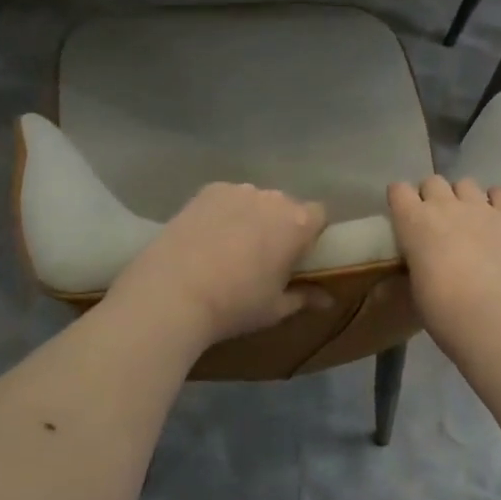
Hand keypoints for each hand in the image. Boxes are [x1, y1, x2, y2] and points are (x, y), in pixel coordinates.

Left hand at [106, 183, 328, 346]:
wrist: (172, 293)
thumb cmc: (235, 305)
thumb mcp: (275, 309)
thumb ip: (304, 297)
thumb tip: (328, 299)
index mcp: (298, 224)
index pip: (319, 216)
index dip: (311, 235)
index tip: (297, 257)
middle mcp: (273, 198)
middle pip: (287, 206)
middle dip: (280, 225)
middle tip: (263, 256)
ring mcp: (238, 190)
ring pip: (255, 200)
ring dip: (252, 216)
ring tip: (230, 247)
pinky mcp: (208, 191)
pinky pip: (227, 198)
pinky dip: (224, 212)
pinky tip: (207, 237)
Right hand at [387, 176, 500, 354]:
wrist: (492, 316)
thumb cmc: (442, 310)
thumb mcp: (415, 284)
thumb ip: (417, 260)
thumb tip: (423, 260)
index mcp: (413, 221)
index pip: (398, 189)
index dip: (401, 200)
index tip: (404, 214)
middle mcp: (444, 205)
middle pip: (433, 182)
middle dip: (433, 196)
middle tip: (438, 220)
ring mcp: (479, 207)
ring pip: (466, 183)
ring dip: (463, 197)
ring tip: (469, 218)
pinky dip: (497, 200)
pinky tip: (497, 216)